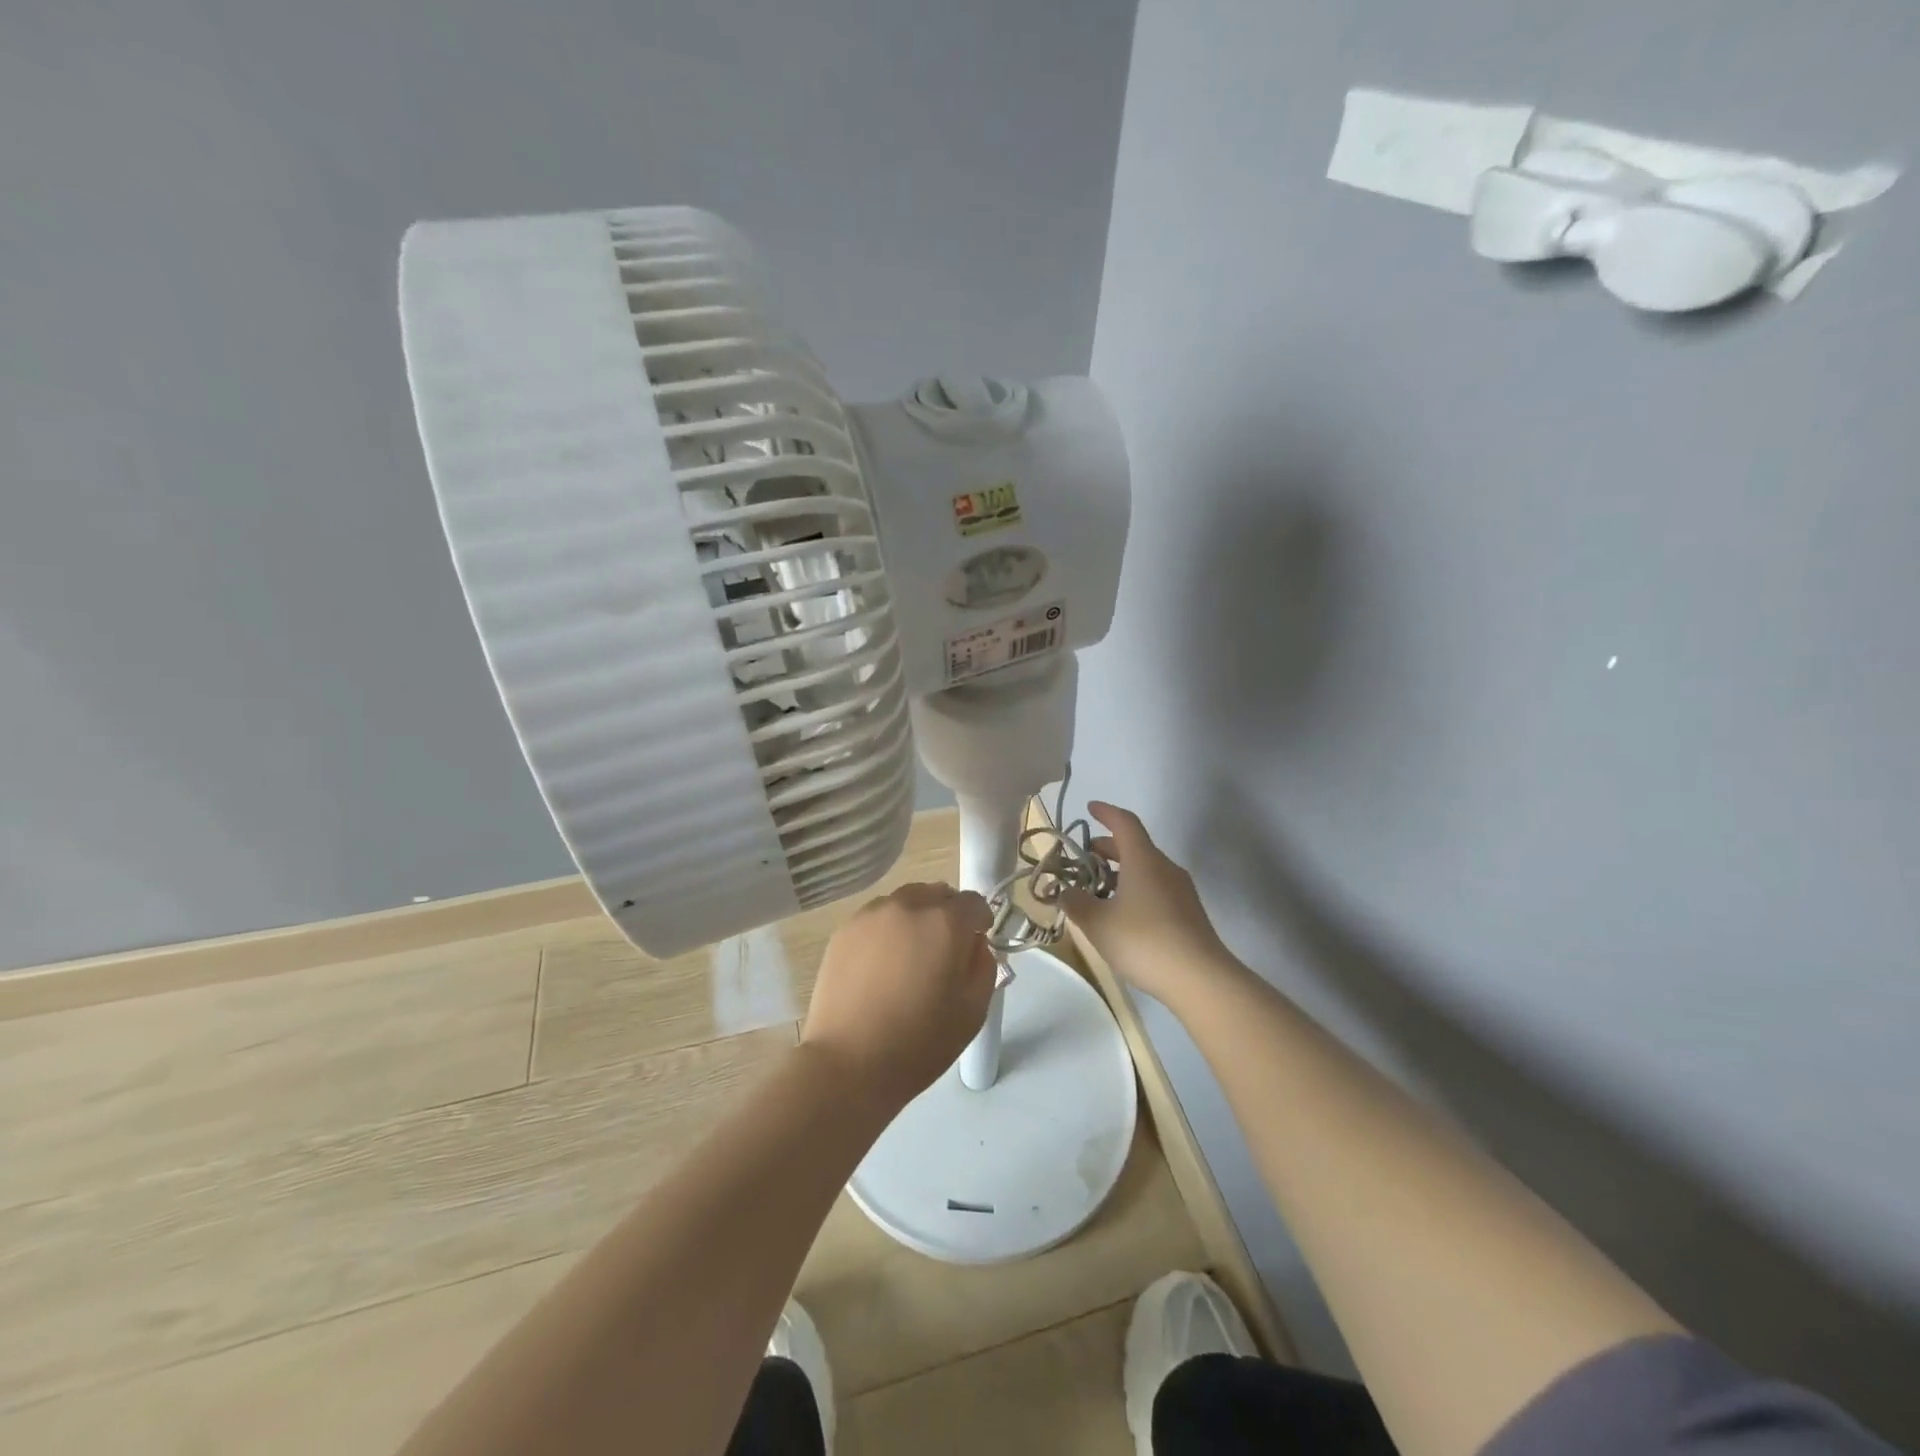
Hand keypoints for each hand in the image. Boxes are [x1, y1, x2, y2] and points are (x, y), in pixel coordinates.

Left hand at [801, 883, 996, 1111]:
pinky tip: (880, 968)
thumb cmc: (919, 1042)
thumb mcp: (973, 1010)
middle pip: (938, 894)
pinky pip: (877, 918)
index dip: (980, 923)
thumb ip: (984, 965)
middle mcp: (908, 905)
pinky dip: (887, 931)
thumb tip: (974, 944)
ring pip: (905, 902)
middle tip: (943, 955)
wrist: (848, 1064)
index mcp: (945, 922)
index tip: (975, 947)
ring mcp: (871, 914)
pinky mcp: (844, 929)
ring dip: (916, 920)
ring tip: (908, 961)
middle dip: (948, 916)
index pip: (974, 902)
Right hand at [1062, 802, 1240, 1008]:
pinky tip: (1122, 915)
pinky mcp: (1188, 913)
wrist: (1200, 978)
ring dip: (1120, 872)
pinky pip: (1156, 888)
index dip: (1106, 813)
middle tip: (1084, 859)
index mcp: (1143, 860)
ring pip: (1146, 869)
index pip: (1124, 823)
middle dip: (1107, 848)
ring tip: (1098, 892)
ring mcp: (1181, 890)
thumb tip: (1065, 892)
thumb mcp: (1097, 923)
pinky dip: (1135, 889)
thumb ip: (1076, 903)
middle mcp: (1165, 867)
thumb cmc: (1144, 941)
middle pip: (1135, 846)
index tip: (1090, 808)